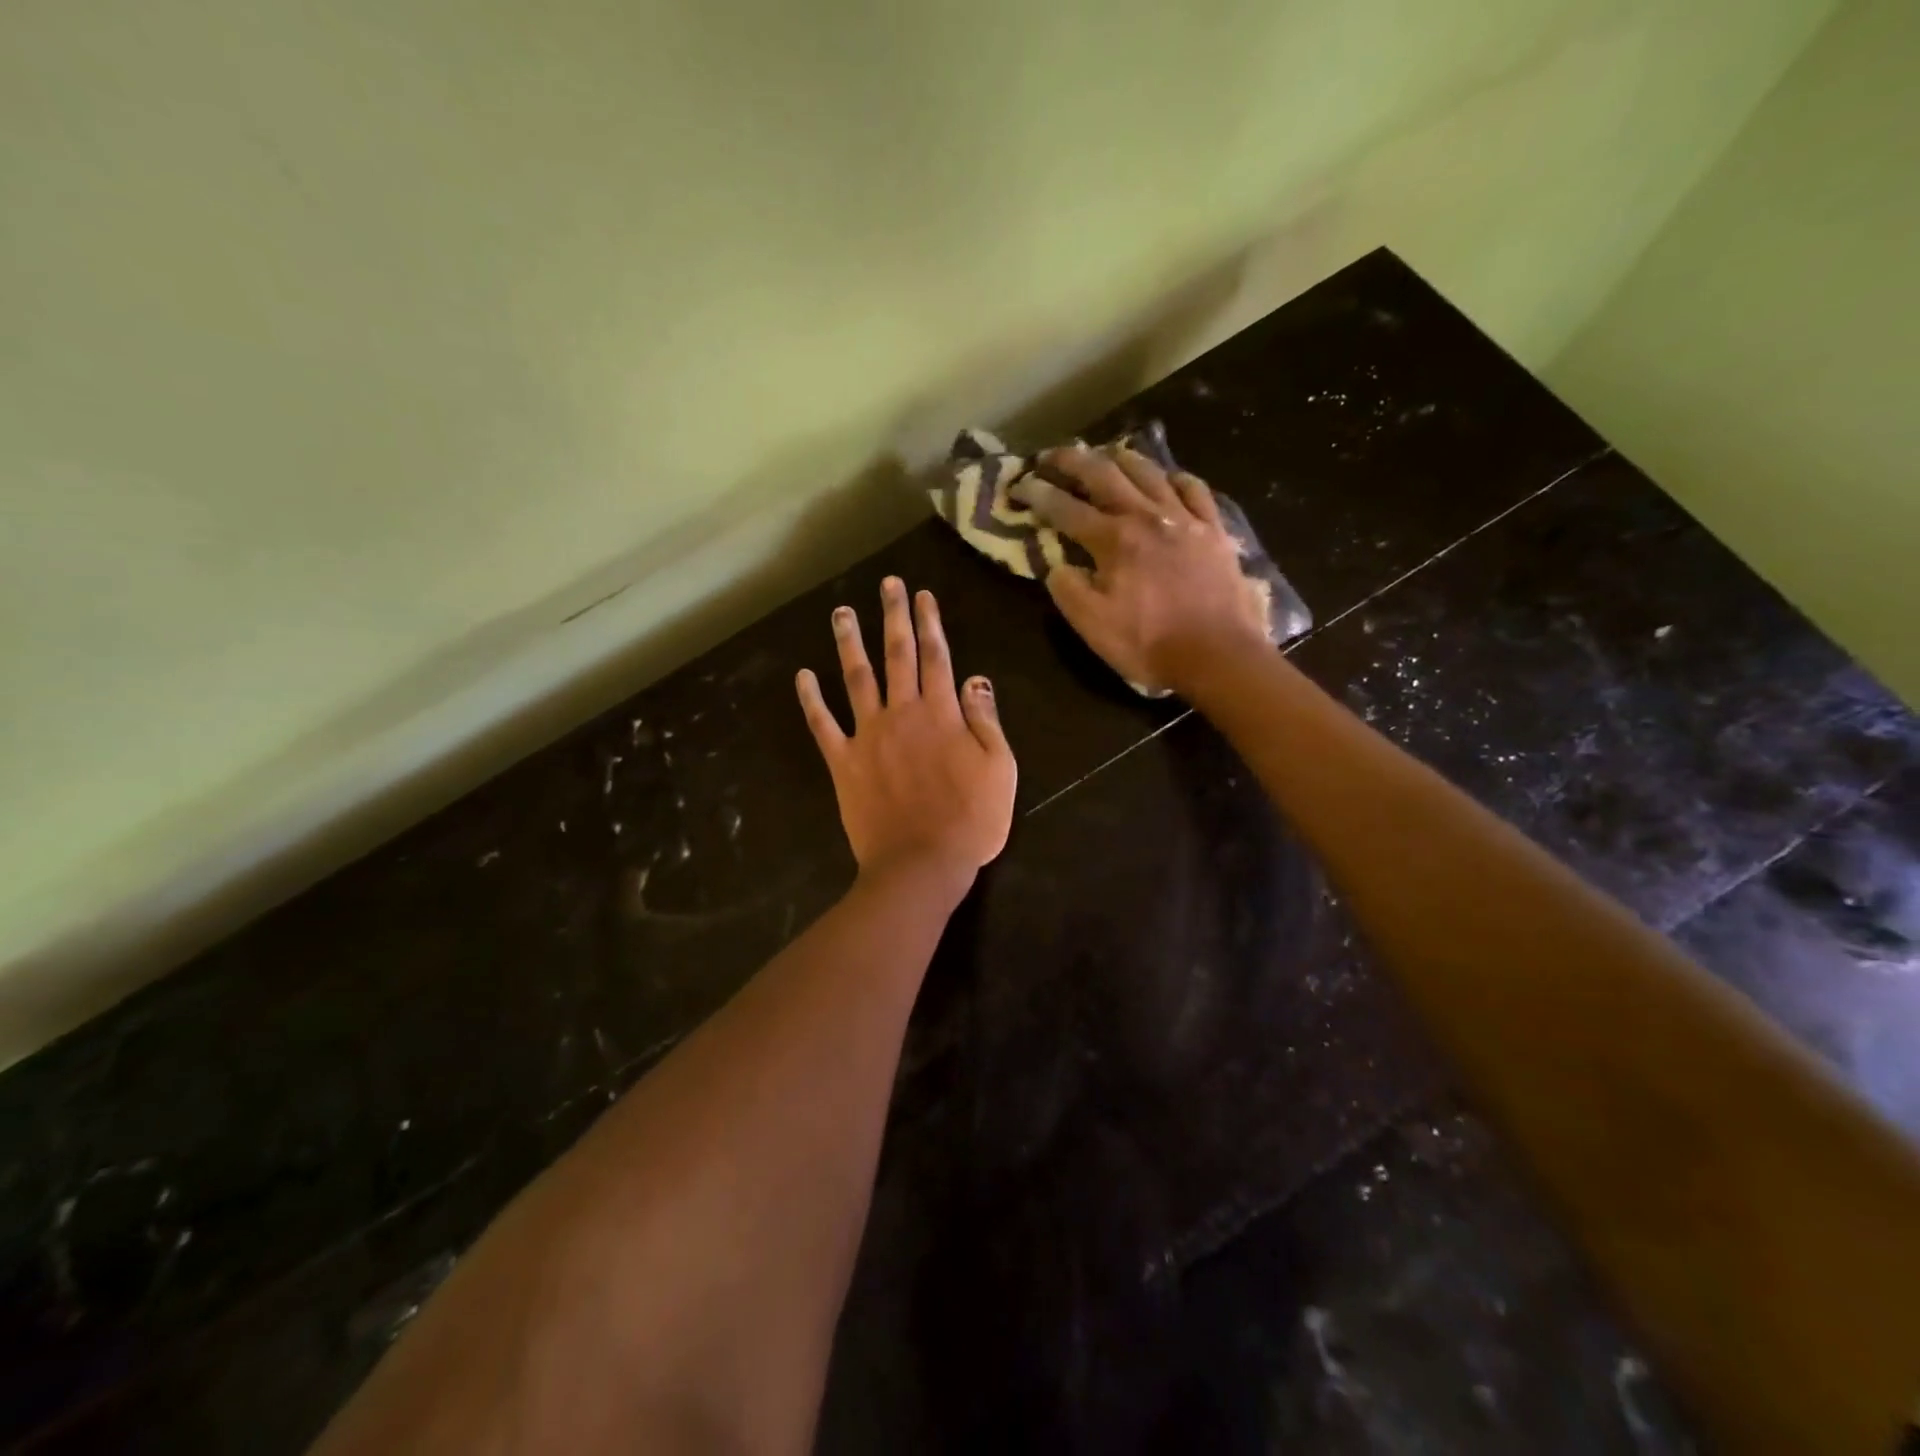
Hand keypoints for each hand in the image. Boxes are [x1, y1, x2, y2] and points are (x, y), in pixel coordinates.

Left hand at [796, 578, 1016, 885]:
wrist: (921, 864)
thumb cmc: (970, 820)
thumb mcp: (1000, 769)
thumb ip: (985, 720)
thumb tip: (975, 678)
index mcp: (941, 713)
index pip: (937, 656)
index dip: (930, 622)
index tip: (922, 594)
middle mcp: (902, 713)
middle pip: (897, 655)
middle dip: (893, 616)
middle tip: (887, 584)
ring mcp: (868, 735)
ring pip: (856, 678)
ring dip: (849, 643)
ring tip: (842, 613)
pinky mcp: (844, 761)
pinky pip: (823, 725)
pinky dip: (812, 699)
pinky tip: (803, 675)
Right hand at [1016, 442, 1270, 694]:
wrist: (1218, 654)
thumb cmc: (1149, 643)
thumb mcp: (1092, 626)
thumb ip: (1068, 589)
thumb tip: (1058, 565)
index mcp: (1113, 539)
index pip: (1065, 508)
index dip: (1038, 494)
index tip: (1019, 485)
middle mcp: (1146, 516)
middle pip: (1104, 474)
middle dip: (1073, 460)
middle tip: (1052, 455)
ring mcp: (1185, 519)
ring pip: (1149, 472)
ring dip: (1121, 459)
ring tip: (1106, 456)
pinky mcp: (1214, 530)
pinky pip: (1195, 490)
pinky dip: (1175, 479)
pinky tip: (1168, 479)